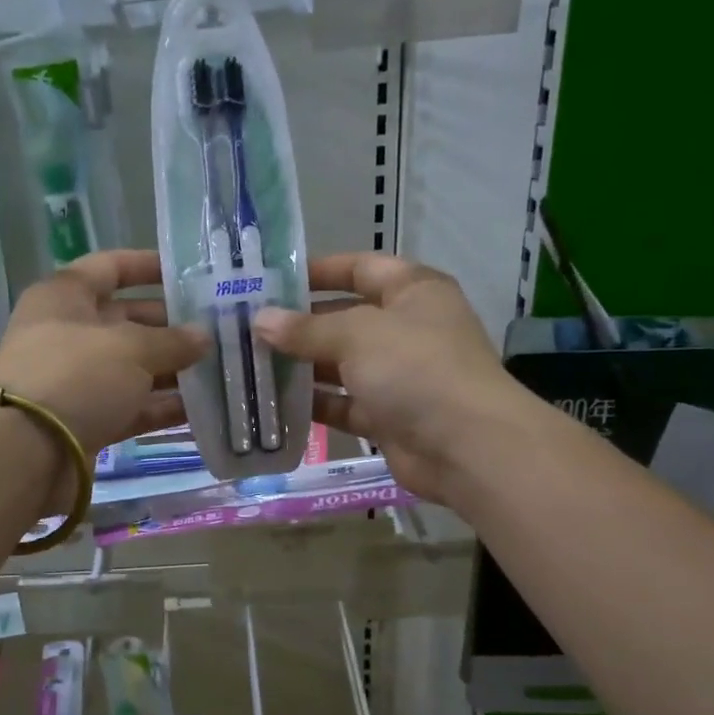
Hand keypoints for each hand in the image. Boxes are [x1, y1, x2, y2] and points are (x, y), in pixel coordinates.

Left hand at [0, 250, 209, 454]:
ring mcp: (75, 380)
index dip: (148, 266)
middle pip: (126, 320)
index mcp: (64, 297)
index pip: (110, 267)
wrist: (27, 452)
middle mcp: (67, 334)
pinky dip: (160, 407)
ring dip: (171, 369)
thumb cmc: (76, 376)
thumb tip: (204, 337)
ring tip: (218, 369)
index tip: (190, 274)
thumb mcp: (131, 348)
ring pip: (131, 367)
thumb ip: (172, 341)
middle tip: (217, 330)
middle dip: (170, 325)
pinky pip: (130, 406)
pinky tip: (201, 408)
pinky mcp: (86, 420)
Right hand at [254, 253, 518, 502]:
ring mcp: (398, 376)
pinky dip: (314, 404)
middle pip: (345, 319)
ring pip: (340, 365)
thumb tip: (260, 321)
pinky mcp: (387, 417)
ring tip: (250, 365)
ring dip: (301, 367)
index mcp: (412, 292)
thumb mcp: (357, 335)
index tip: (273, 280)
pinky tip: (273, 403)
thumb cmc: (416, 368)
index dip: (320, 271)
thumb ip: (306, 329)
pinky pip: (343, 404)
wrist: (466, 446)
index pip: (361, 268)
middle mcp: (406, 329)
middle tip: (247, 327)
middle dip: (299, 324)